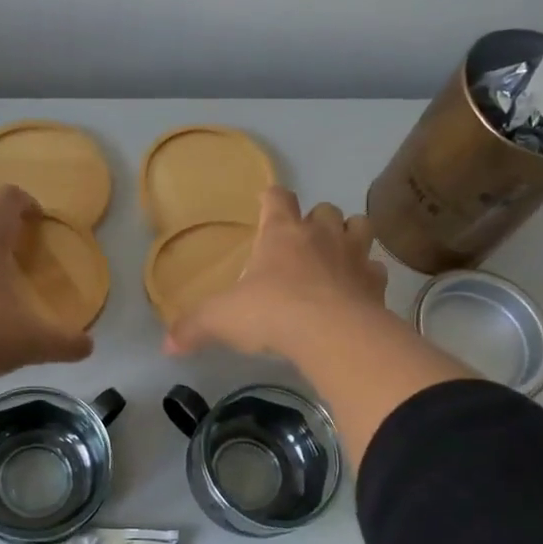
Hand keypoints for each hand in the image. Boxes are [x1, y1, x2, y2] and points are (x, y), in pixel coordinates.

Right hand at [165, 188, 388, 358]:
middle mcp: (321, 235)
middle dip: (316, 220)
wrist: (332, 335)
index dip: (271, 199)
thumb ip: (193, 328)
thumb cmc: (271, 312)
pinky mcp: (376, 284)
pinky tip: (357, 293)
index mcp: (281, 233)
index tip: (266, 204)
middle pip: (325, 209)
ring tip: (337, 257)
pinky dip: (368, 277)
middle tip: (303, 243)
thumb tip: (166, 346)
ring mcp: (354, 256)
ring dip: (350, 236)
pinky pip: (376, 270)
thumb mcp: (221, 320)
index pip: (277, 198)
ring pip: (360, 227)